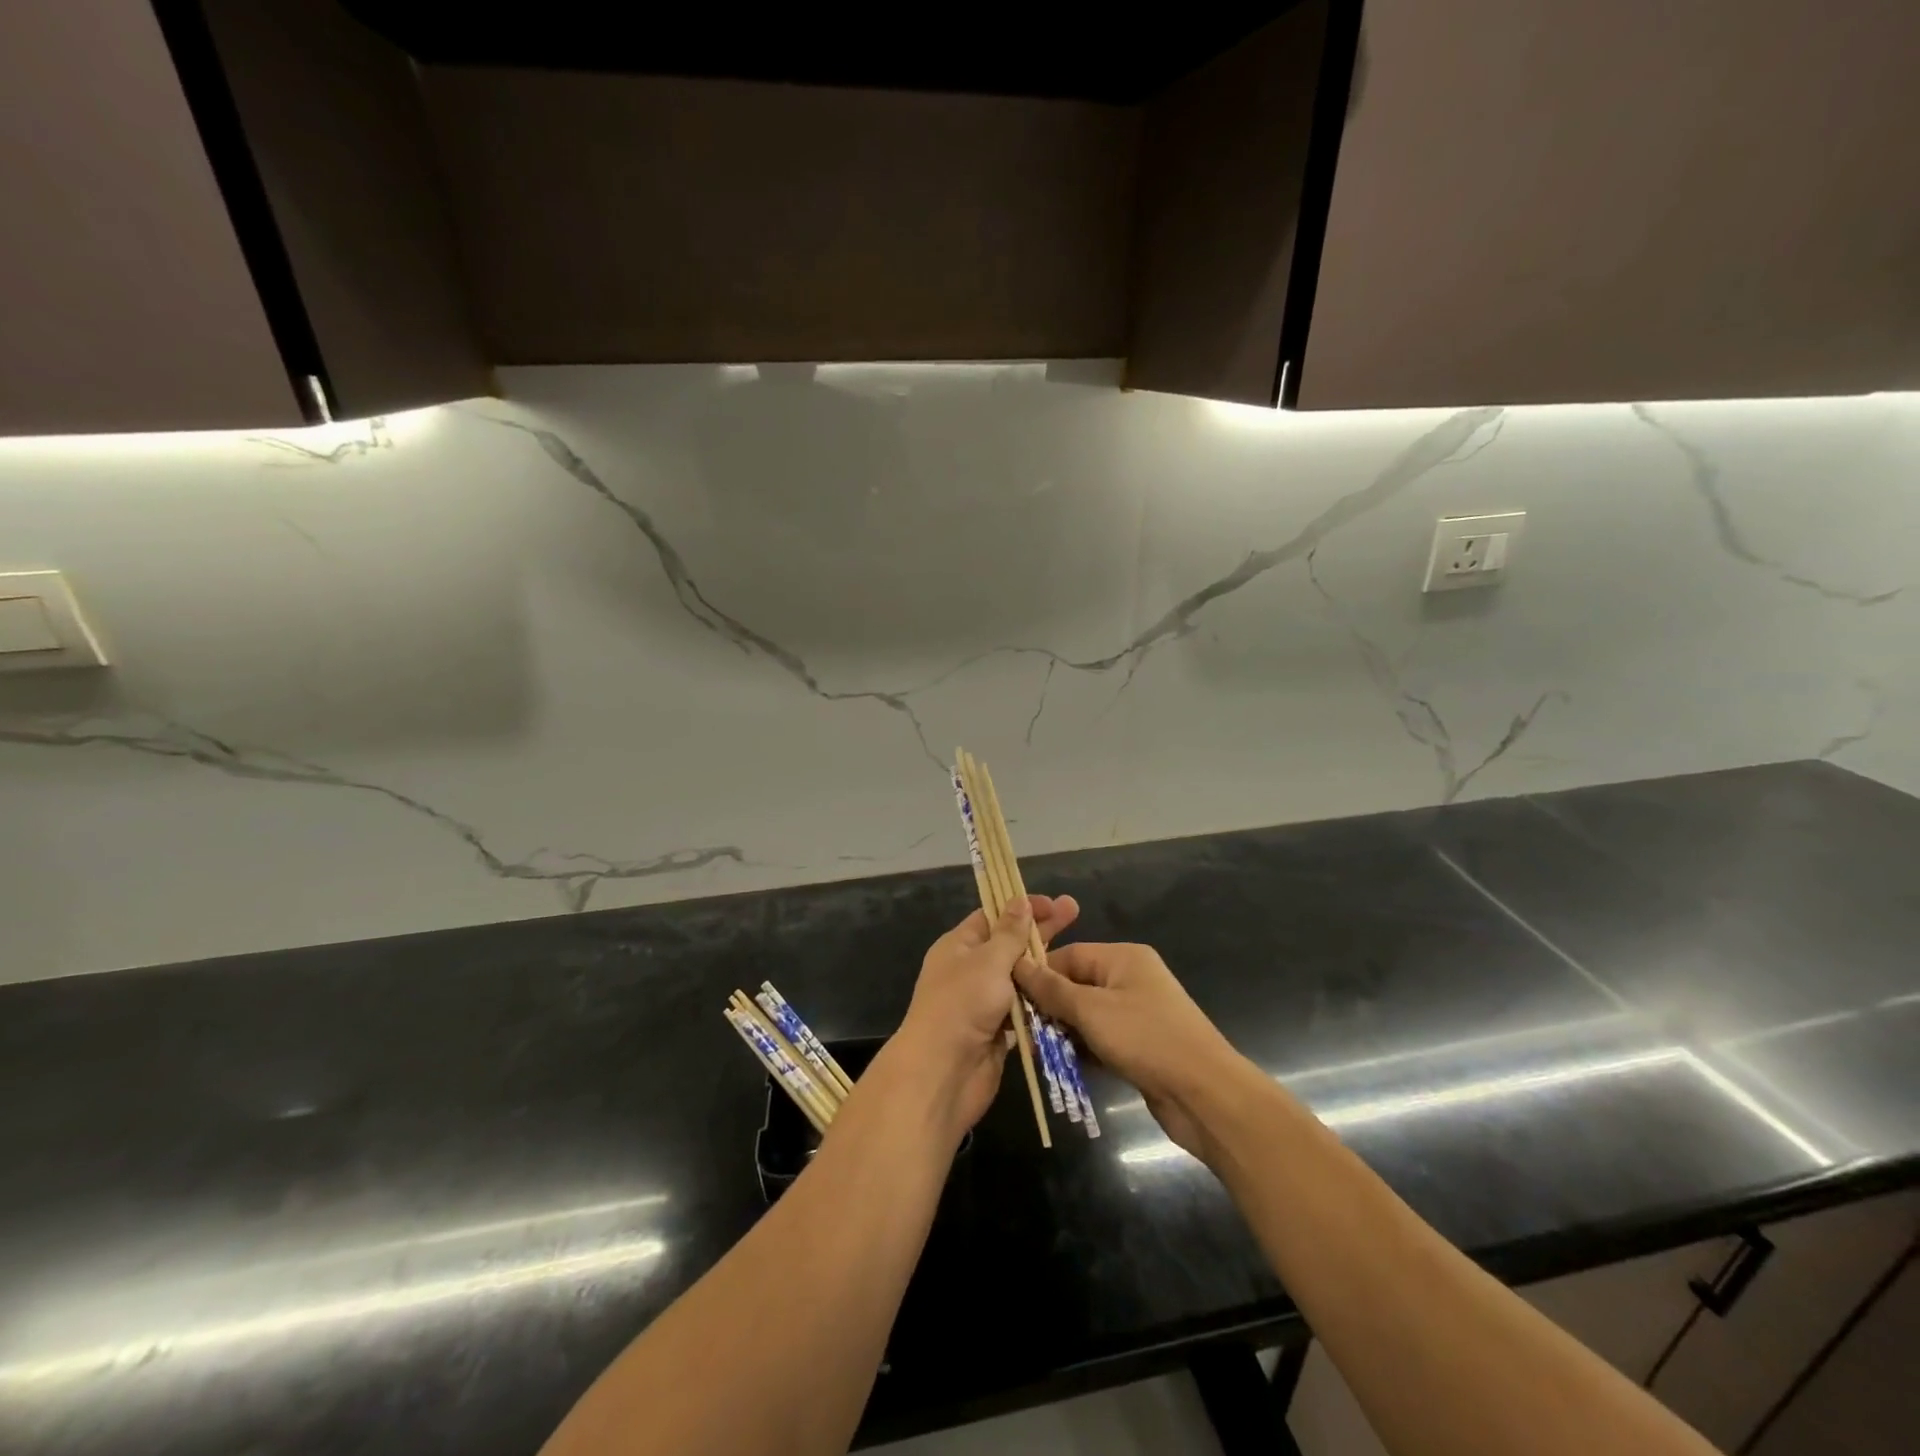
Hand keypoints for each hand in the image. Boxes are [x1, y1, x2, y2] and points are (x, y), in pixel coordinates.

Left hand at [894, 894, 1079, 1138]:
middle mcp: (970, 970)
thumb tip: (1020, 901)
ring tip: (1078, 956)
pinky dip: (1041, 1003)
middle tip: (1075, 912)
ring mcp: (983, 1003)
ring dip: (1044, 969)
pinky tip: (1068, 994)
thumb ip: (1009, 933)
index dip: (1022, 907)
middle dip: (1041, 930)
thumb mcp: (988, 961)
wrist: (942, 1075)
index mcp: (959, 946)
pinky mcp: (997, 1032)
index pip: (993, 916)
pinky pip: (1023, 1010)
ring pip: (1019, 979)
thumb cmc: (961, 1006)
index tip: (1053, 902)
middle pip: (1010, 944)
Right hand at [1015, 941, 1247, 1163]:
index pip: (1068, 955)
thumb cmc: (1146, 1039)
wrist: (1205, 1095)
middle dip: (1049, 1007)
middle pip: (1076, 985)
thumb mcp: (1092, 1010)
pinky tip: (1061, 1065)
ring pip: (1086, 1015)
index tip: (1009, 996)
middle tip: (1021, 1030)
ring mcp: (1137, 1013)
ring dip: (1063, 1032)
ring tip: (1036, 1051)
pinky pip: (1101, 1039)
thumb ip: (1052, 989)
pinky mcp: (1140, 1045)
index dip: (1039, 973)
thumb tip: (1017, 963)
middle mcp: (1130, 978)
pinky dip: (1083, 1049)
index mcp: (1123, 957)